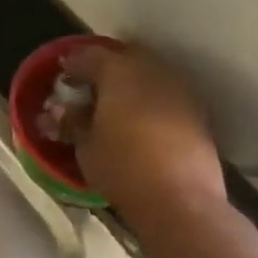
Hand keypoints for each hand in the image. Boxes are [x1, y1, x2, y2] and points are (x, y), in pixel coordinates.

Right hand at [63, 43, 225, 216]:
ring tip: (114, 107)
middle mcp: (152, 70)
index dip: (72, 65)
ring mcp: (179, 90)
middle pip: (123, 58)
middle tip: (89, 89)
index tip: (62, 77)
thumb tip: (59, 111)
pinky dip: (150, 101)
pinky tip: (140, 122)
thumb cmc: (123, 168)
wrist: (182, 201)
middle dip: (104, 69)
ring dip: (130, 84)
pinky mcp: (197, 113)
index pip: (90, 55)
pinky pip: (166, 95)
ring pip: (148, 75)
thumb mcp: (85, 146)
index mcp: (119, 71)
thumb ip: (72, 122)